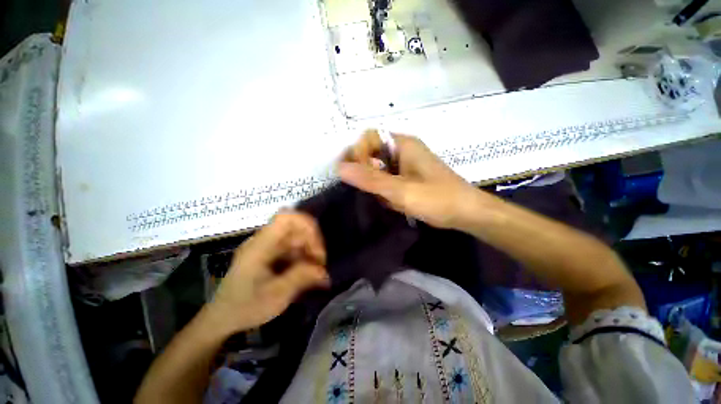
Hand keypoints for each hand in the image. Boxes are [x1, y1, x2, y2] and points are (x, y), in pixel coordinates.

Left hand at [209, 212, 329, 331]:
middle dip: (309, 244)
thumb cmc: (247, 306)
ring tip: (314, 277)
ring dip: (304, 254)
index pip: (287, 218)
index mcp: (260, 245)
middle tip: (319, 269)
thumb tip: (323, 270)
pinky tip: (303, 279)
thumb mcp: (277, 295)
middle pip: (290, 229)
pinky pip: (283, 252)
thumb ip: (301, 277)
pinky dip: (296, 261)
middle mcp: (260, 242)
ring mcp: (259, 251)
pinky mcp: (260, 261)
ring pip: (288, 241)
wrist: (223, 317)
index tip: (318, 253)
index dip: (308, 228)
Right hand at [338, 130, 479, 229]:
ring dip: (377, 183)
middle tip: (368, 191)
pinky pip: (391, 178)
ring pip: (381, 167)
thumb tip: (339, 168)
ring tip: (383, 200)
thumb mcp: (401, 191)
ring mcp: (410, 164)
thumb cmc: (438, 199)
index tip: (356, 175)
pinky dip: (387, 190)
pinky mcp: (414, 178)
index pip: (368, 137)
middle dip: (366, 171)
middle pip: (373, 152)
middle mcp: (405, 149)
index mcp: (403, 144)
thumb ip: (370, 179)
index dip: (358, 153)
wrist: (469, 213)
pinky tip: (392, 204)